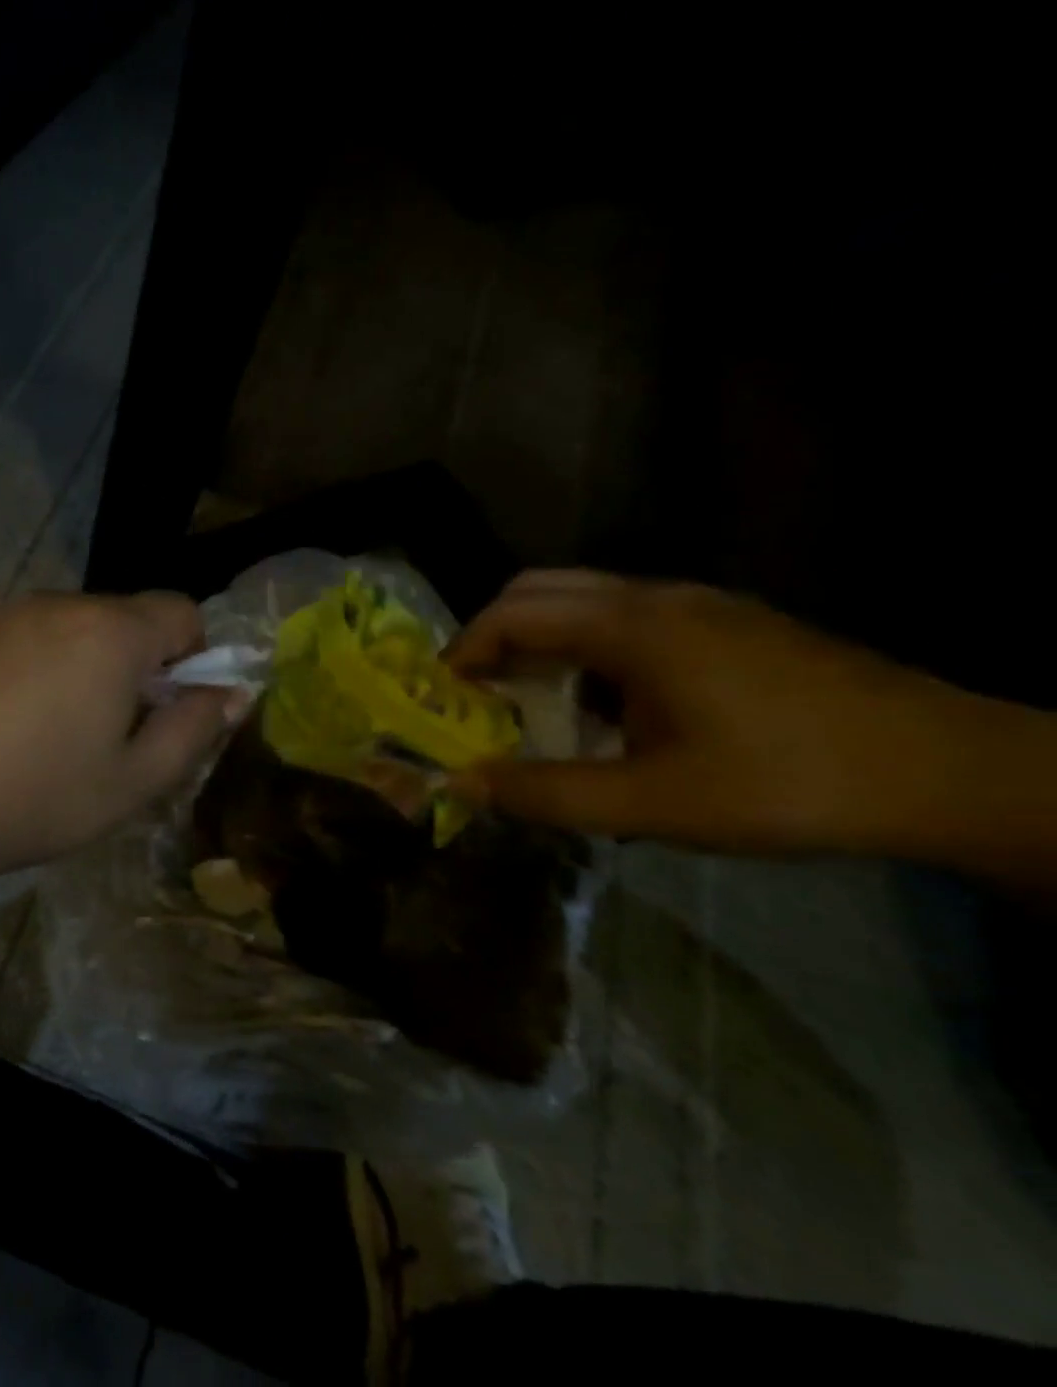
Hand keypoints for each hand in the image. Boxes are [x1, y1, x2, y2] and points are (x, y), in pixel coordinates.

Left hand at [0, 592, 245, 881]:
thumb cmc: (39, 797)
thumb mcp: (135, 780)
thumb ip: (194, 728)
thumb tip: (232, 693)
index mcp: (112, 632)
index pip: (182, 611)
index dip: (193, 658)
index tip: (169, 710)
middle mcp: (63, 604)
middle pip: (130, 617)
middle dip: (141, 663)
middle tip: (116, 732)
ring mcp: (11, 612)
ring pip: (80, 626)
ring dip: (92, 663)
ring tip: (61, 729)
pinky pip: (35, 634)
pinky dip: (47, 663)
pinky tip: (17, 719)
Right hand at [445, 570, 978, 852]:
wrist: (949, 771)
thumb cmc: (786, 783)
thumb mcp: (653, 803)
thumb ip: (547, 792)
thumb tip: (462, 782)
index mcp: (633, 627)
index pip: (512, 614)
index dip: (463, 651)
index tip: (443, 697)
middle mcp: (657, 596)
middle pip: (539, 589)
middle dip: (493, 635)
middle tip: (479, 693)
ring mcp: (698, 603)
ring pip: (583, 598)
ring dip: (540, 640)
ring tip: (536, 702)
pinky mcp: (727, 621)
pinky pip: (625, 614)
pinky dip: (584, 645)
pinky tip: (607, 704)